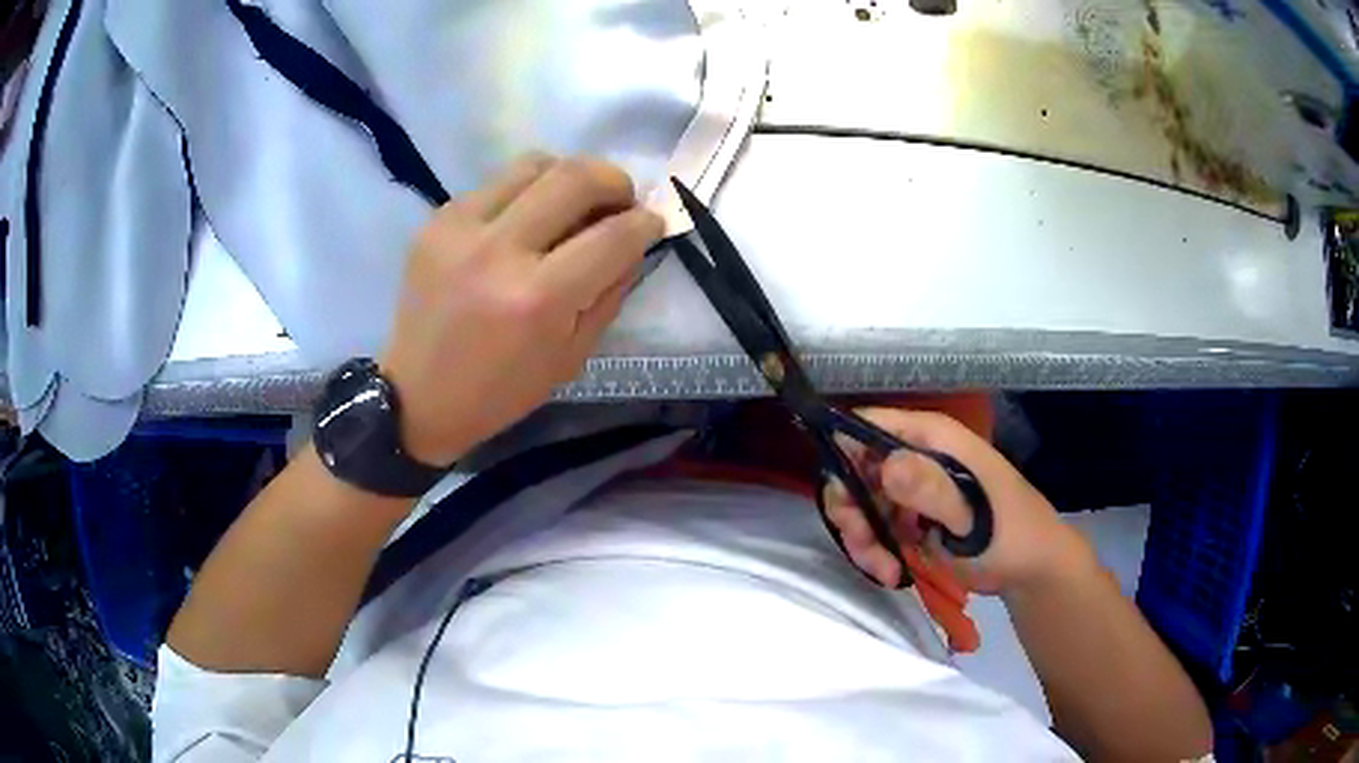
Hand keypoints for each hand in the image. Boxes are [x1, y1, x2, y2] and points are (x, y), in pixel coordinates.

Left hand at [379, 154, 663, 465]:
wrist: (417, 395)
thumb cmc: (501, 391)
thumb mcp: (572, 356)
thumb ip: (610, 291)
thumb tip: (634, 240)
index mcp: (538, 299)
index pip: (613, 235)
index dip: (647, 223)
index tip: (654, 222)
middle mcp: (499, 250)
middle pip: (576, 177)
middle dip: (615, 181)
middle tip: (621, 200)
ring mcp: (461, 227)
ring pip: (535, 163)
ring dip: (569, 175)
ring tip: (574, 202)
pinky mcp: (437, 220)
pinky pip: (497, 183)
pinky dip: (526, 192)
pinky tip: (525, 220)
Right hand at [822, 408, 1094, 595]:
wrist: (1029, 570)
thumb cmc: (1008, 532)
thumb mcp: (971, 513)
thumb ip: (930, 489)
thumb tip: (884, 465)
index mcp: (930, 436)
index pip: (866, 425)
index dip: (842, 453)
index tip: (843, 497)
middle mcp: (914, 456)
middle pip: (854, 470)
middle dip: (851, 510)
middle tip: (862, 541)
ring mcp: (910, 490)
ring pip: (860, 506)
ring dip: (863, 540)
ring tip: (885, 570)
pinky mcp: (909, 520)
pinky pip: (875, 530)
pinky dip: (875, 553)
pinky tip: (892, 574)